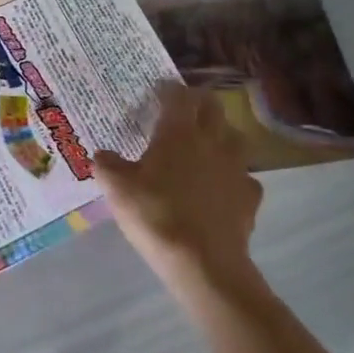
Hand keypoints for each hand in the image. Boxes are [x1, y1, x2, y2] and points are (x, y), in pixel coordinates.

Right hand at [94, 83, 267, 315]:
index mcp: (178, 132)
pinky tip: (222, 186)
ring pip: (235, 138)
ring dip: (221, 134)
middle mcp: (211, 141)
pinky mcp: (250, 198)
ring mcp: (236, 169)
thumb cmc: (156, 214)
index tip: (157, 90)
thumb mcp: (116, 188)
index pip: (177, 96)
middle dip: (198, 103)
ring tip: (206, 143)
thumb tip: (103, 155)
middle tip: (182, 109)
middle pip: (212, 108)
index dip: (167, 89)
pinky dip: (233, 175)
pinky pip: (245, 176)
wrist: (204, 263)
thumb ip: (107, 165)